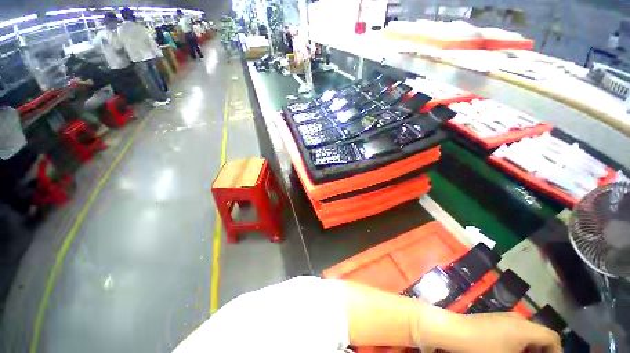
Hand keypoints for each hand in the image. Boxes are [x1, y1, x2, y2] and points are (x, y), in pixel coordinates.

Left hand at [450, 312, 561, 352]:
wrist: (455, 331)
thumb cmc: (483, 348)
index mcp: (525, 327)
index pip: (552, 337)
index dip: (556, 352)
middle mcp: (518, 319)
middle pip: (540, 335)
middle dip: (542, 352)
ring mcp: (505, 317)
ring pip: (528, 334)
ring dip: (531, 349)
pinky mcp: (495, 320)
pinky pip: (515, 332)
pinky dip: (520, 344)